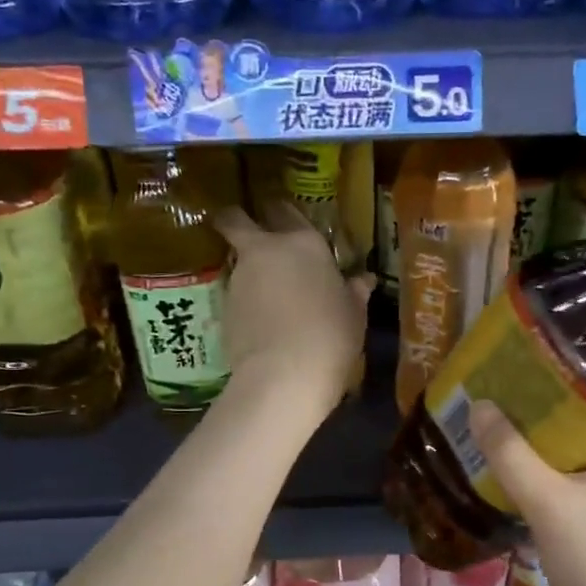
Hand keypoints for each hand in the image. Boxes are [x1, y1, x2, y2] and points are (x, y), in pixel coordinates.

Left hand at [213, 204, 371, 426]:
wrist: (285, 374)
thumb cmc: (331, 336)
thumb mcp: (354, 314)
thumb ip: (354, 292)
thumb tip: (364, 280)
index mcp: (304, 243)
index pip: (284, 210)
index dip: (281, 213)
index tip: (280, 219)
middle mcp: (266, 250)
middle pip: (236, 220)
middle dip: (234, 220)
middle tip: (246, 233)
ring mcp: (239, 277)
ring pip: (237, 262)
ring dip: (248, 273)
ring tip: (266, 298)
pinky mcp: (222, 307)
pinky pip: (235, 296)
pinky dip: (244, 304)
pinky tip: (260, 325)